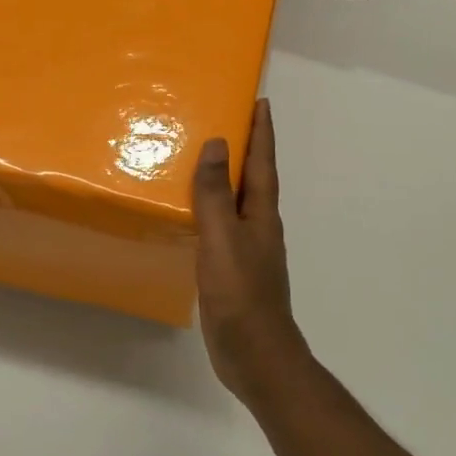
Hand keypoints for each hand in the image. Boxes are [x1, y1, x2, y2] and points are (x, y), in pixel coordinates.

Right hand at [192, 98, 311, 403]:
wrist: (255, 354)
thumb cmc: (241, 294)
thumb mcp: (224, 239)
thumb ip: (217, 194)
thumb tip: (219, 144)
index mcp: (262, 213)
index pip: (264, 162)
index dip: (262, 131)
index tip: (260, 100)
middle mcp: (259, 225)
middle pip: (254, 177)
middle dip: (245, 147)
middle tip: (225, 119)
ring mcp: (247, 248)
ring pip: (237, 201)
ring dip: (226, 177)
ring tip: (203, 157)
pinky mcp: (232, 269)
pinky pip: (221, 226)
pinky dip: (210, 209)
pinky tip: (192, 212)